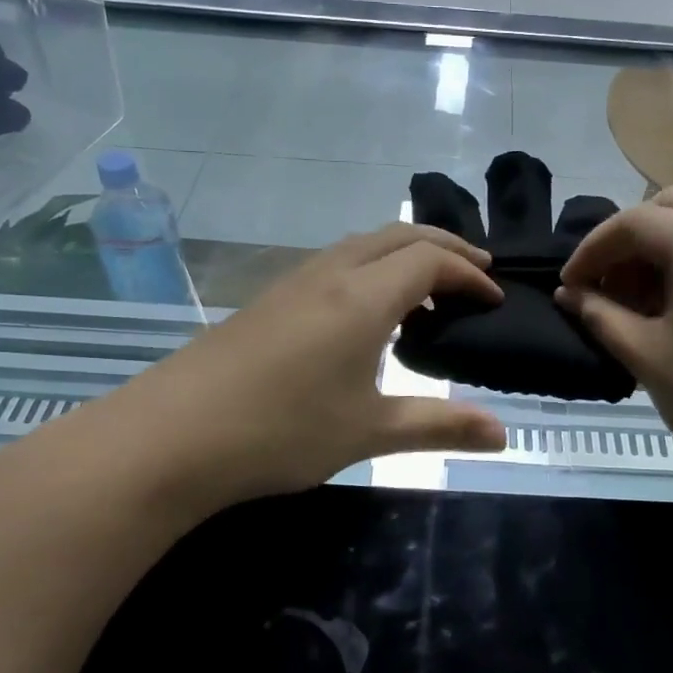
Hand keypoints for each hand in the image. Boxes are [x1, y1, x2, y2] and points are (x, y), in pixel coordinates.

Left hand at [90, 224, 507, 510]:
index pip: (431, 259)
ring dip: (403, 253)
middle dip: (444, 245)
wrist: (170, 437)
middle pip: (397, 235)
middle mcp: (330, 274)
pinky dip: (370, 268)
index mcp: (362, 297)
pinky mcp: (268, 300)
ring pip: (361, 244)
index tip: (494, 302)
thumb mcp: (369, 432)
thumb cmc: (281, 432)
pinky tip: (366, 311)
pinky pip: (334, 263)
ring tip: (427, 289)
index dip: (470, 274)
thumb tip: (503, 436)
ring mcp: (292, 283)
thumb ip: (441, 427)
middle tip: (477, 272)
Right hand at [556, 189, 672, 511]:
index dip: (591, 250)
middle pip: (668, 208)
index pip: (632, 222)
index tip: (569, 286)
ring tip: (637, 305)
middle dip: (627, 241)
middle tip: (606, 287)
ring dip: (659, 252)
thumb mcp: (647, 356)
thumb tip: (568, 293)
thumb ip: (599, 315)